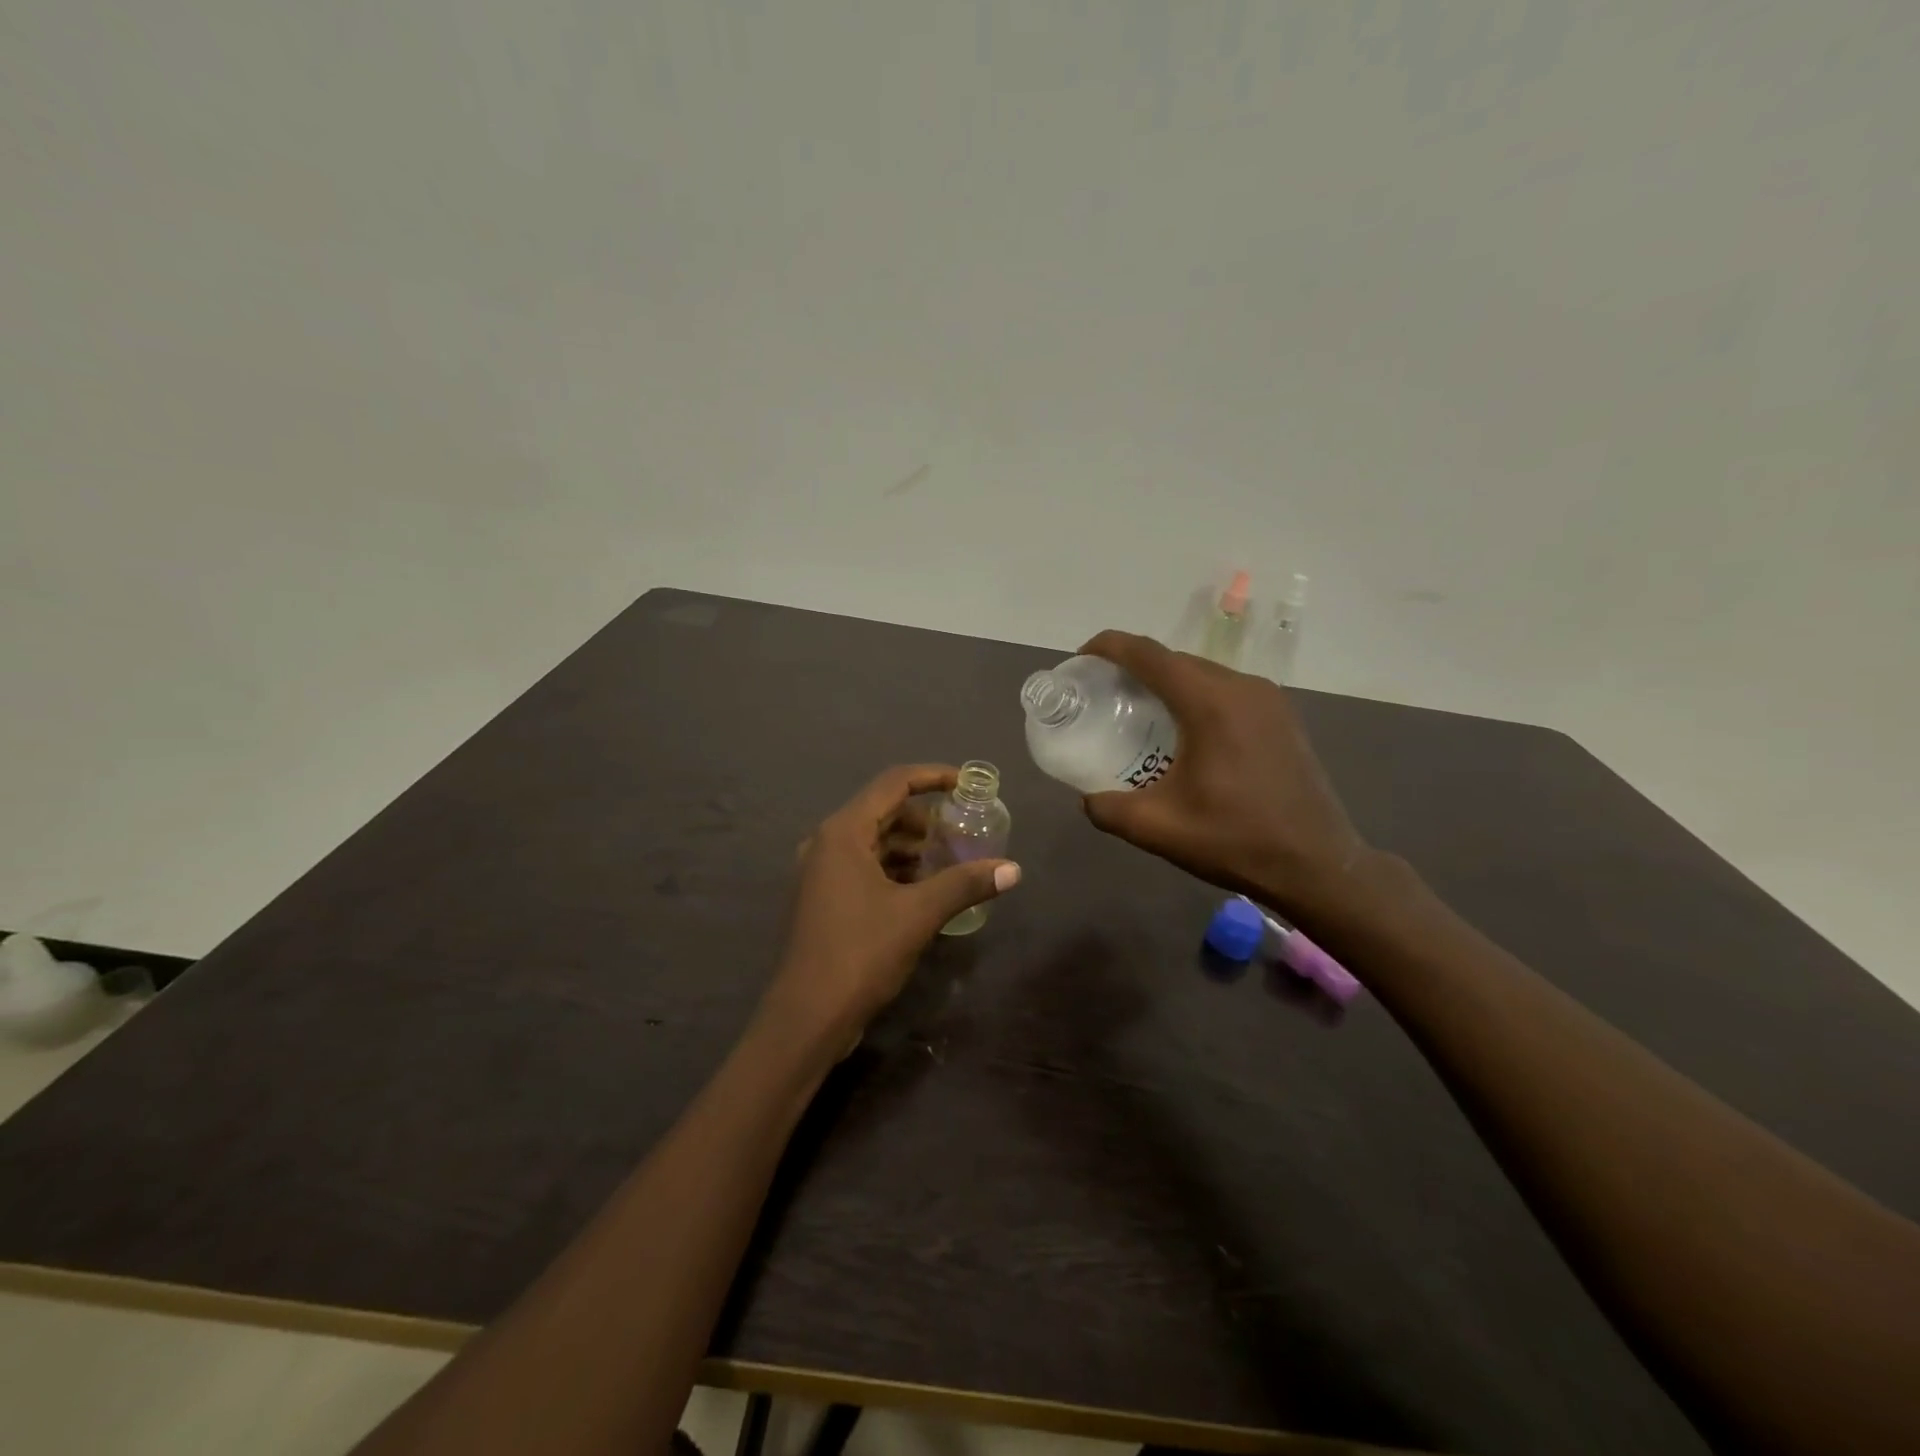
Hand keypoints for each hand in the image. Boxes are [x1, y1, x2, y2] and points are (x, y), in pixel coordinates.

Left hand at [763, 764, 1020, 1046]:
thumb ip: (965, 884)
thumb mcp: (919, 914)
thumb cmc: (860, 953)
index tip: (967, 785)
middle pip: (883, 811)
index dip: (933, 777)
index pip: (893, 783)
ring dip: (912, 846)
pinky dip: (895, 868)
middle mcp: (826, 842)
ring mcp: (821, 872)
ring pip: (874, 841)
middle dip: (926, 818)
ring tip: (950, 860)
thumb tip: (1013, 869)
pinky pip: (864, 866)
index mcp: (843, 832)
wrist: (807, 1017)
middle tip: (964, 830)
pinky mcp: (823, 898)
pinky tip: (924, 888)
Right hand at [1077, 630, 1372, 920]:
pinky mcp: (1282, 717)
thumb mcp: (1157, 828)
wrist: (1318, 866)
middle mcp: (1242, 687)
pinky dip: (1195, 698)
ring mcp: (1268, 700)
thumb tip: (1088, 798)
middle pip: (1174, 660)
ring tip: (1138, 714)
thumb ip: (1108, 808)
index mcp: (1210, 702)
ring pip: (1202, 674)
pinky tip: (1183, 734)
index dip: (1108, 647)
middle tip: (1102, 697)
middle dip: (1133, 669)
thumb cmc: (1235, 841)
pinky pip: (1226, 692)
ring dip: (1166, 684)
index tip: (1080, 662)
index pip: (1147, 654)